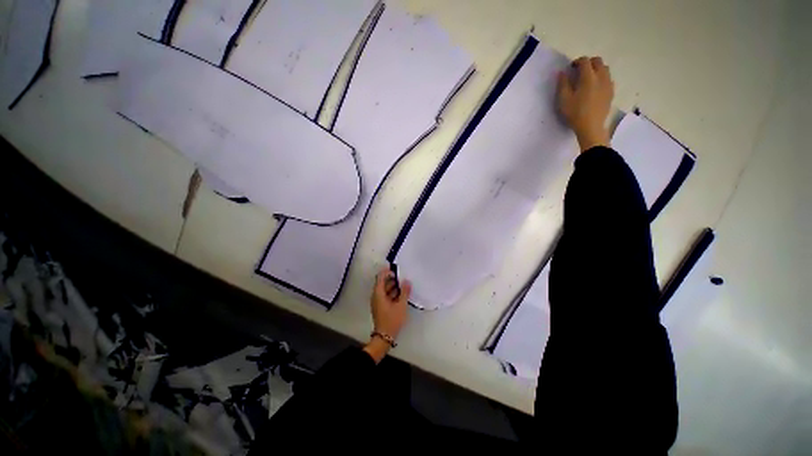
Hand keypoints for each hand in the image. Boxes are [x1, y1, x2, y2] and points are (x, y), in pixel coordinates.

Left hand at [364, 266, 410, 362]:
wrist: (384, 337)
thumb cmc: (392, 320)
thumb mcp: (401, 305)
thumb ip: (404, 292)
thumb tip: (407, 281)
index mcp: (378, 293)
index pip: (381, 277)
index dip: (388, 272)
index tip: (397, 271)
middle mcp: (376, 295)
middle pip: (382, 282)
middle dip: (392, 279)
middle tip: (403, 277)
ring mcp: (377, 301)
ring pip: (385, 289)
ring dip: (393, 286)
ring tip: (404, 285)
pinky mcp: (380, 306)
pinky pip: (385, 295)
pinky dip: (392, 292)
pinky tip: (401, 294)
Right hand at [557, 56, 614, 151]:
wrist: (591, 127)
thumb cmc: (575, 113)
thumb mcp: (563, 100)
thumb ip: (563, 84)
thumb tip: (562, 72)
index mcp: (588, 77)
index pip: (585, 61)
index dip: (577, 62)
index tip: (571, 68)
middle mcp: (601, 76)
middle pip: (597, 61)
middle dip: (588, 63)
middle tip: (579, 71)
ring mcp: (608, 84)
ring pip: (605, 68)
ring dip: (596, 69)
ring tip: (588, 79)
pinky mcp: (611, 91)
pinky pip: (608, 78)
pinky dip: (601, 78)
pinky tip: (595, 87)